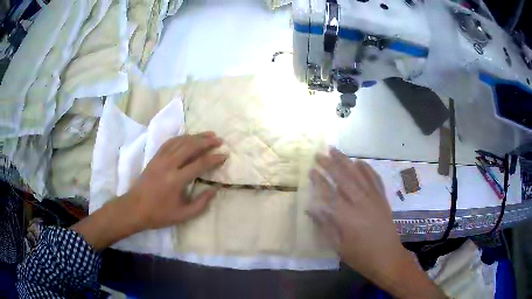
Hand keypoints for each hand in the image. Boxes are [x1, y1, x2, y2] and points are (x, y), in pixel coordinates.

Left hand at [73, 132, 226, 249]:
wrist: (134, 208)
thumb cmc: (159, 214)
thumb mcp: (182, 215)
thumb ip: (201, 203)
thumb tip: (215, 189)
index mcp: (176, 180)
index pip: (200, 164)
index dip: (214, 158)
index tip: (224, 155)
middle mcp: (169, 164)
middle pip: (190, 146)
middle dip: (206, 141)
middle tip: (219, 139)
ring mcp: (160, 159)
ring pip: (180, 141)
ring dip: (195, 136)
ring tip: (208, 134)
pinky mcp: (154, 157)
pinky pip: (169, 142)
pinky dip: (181, 137)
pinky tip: (188, 137)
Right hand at [308, 148, 445, 298]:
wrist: (387, 257)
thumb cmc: (360, 255)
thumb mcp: (338, 246)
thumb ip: (325, 225)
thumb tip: (311, 208)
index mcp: (347, 216)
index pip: (329, 194)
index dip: (319, 181)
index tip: (311, 170)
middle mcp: (361, 202)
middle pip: (344, 179)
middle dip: (330, 165)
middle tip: (319, 154)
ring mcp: (374, 198)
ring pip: (358, 175)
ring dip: (346, 161)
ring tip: (335, 151)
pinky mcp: (382, 199)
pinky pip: (375, 179)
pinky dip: (367, 169)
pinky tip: (360, 162)